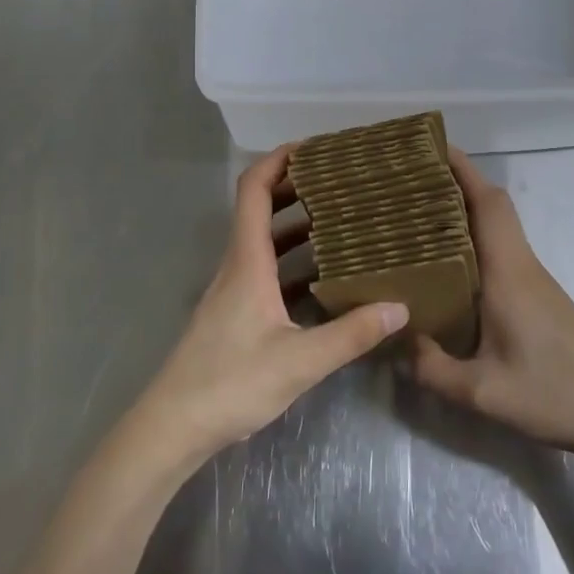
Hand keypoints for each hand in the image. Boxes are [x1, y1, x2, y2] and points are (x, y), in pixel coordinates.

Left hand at [134, 147, 406, 467]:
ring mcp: (233, 290)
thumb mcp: (299, 361)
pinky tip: (322, 278)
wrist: (173, 426)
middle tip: (339, 181)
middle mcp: (237, 265)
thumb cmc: (230, 382)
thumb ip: (350, 334)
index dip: (277, 160)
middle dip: (295, 187)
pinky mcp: (234, 313)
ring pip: (264, 241)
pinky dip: (292, 261)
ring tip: (339, 219)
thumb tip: (400, 307)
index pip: (253, 190)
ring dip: (296, 224)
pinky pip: (266, 271)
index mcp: (247, 261)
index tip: (312, 147)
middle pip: (259, 208)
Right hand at [409, 148, 573, 466]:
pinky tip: (447, 266)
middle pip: (490, 206)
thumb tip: (397, 345)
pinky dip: (472, 241)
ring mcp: (532, 279)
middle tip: (408, 181)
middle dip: (453, 183)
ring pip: (496, 228)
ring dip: (461, 211)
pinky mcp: (537, 297)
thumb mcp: (485, 394)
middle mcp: (521, 264)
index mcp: (508, 272)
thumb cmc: (556, 395)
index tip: (429, 148)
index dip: (462, 169)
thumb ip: (434, 370)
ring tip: (416, 216)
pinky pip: (499, 251)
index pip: (488, 202)